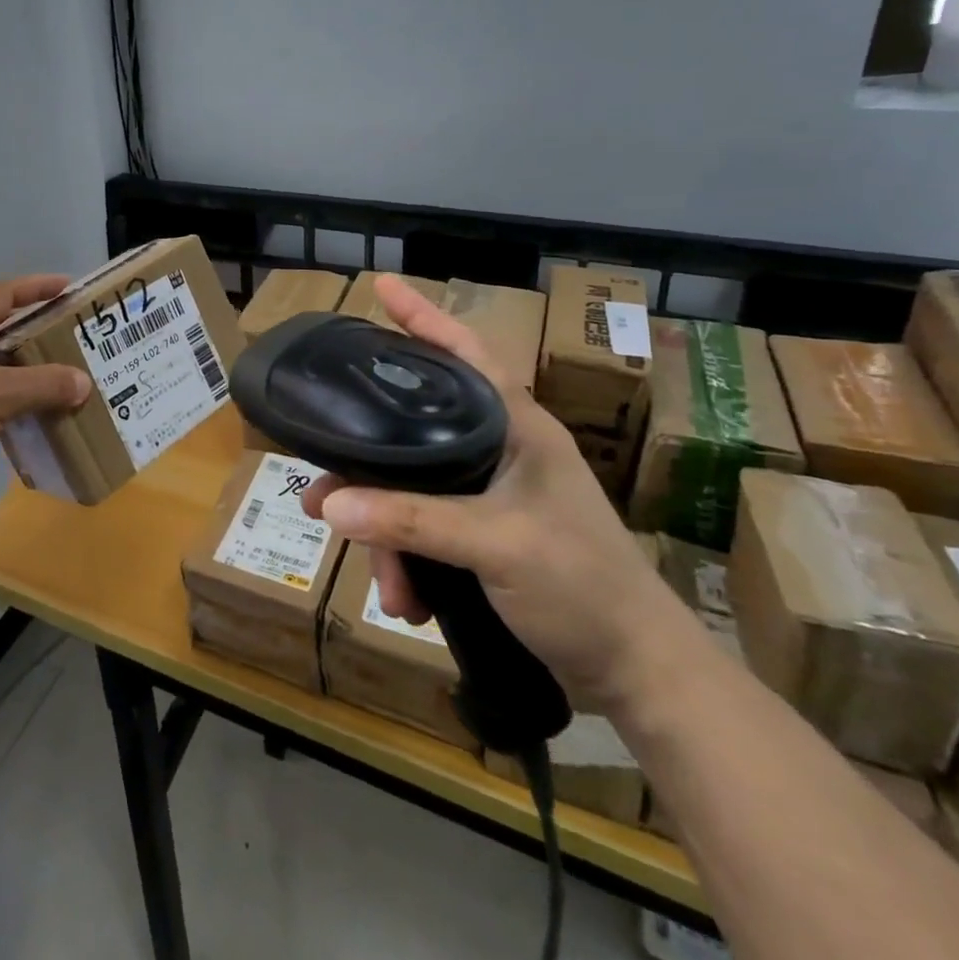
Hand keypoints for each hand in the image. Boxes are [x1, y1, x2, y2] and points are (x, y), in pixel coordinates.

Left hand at [0, 276, 92, 515]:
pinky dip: (1, 389)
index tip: (69, 288)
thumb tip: (83, 382)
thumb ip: (45, 385)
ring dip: (17, 363)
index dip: (38, 288)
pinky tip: (20, 408)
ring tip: (51, 374)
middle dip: (31, 329)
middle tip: (66, 336)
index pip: (4, 293)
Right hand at [302, 274, 692, 712]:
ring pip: (411, 489)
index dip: (423, 316)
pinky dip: (408, 559)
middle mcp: (499, 448)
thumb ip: (411, 519)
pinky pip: (423, 527)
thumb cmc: (583, 587)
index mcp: (516, 427)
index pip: (464, 352)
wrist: (639, 674)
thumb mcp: (495, 545)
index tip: (381, 285)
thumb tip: (328, 502)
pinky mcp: (484, 531)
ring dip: (388, 537)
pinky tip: (408, 599)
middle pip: (413, 433)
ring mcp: (491, 492)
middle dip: (367, 473)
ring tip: (385, 585)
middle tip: (319, 495)